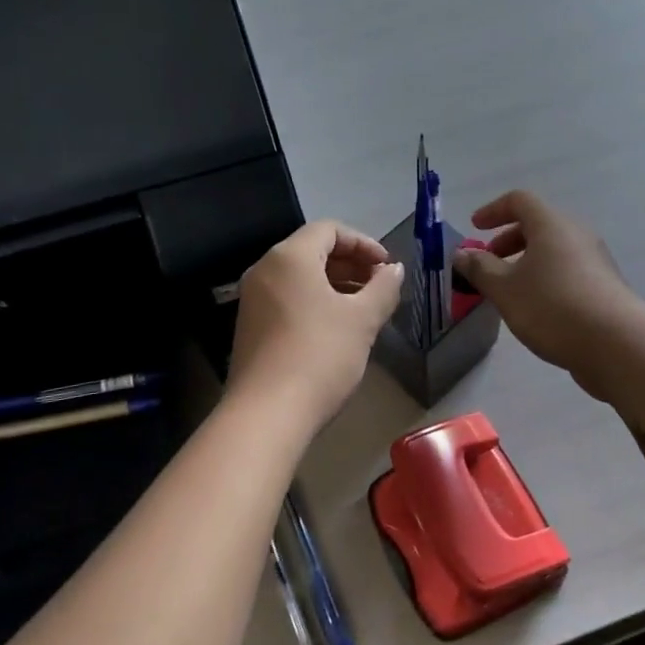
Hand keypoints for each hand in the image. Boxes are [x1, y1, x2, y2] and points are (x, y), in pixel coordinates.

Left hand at [228, 220, 403, 428]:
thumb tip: (394, 270)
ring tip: (365, 309)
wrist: (266, 415)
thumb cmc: (319, 356)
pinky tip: (337, 329)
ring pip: (300, 277)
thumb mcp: (362, 320)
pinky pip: (288, 299)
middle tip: (380, 288)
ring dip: (336, 285)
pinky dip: (316, 302)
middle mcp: (265, 269)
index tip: (387, 267)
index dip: (364, 243)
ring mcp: (253, 299)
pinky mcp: (250, 326)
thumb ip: (383, 288)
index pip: (330, 229)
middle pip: (313, 250)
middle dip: (351, 264)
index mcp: (289, 257)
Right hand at [452, 191, 643, 399]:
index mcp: (551, 225)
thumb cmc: (553, 307)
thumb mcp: (505, 288)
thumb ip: (479, 268)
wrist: (617, 345)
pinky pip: (568, 271)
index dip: (494, 210)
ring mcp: (595, 260)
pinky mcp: (605, 287)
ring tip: (509, 291)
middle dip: (508, 240)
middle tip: (488, 263)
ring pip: (554, 250)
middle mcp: (577, 234)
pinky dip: (545, 278)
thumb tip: (462, 253)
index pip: (520, 201)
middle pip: (539, 225)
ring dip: (527, 262)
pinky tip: (536, 309)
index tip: (475, 228)